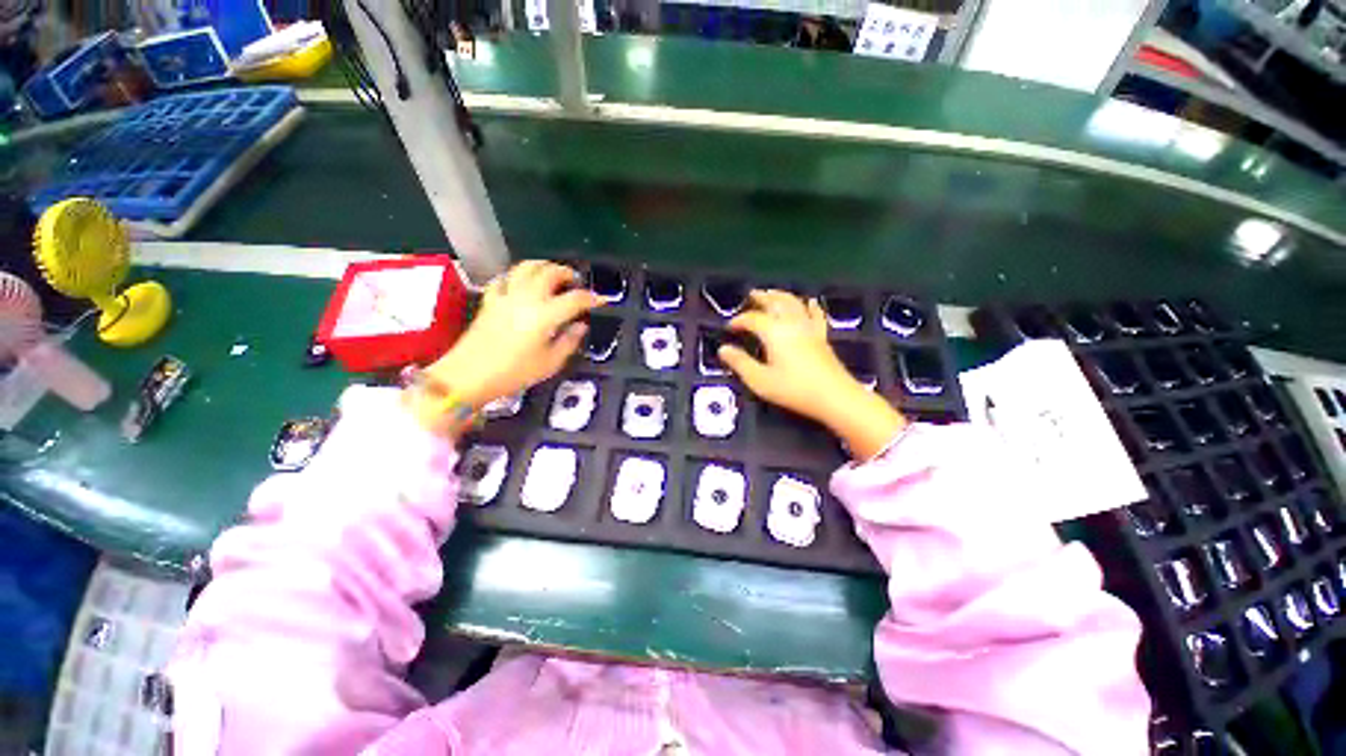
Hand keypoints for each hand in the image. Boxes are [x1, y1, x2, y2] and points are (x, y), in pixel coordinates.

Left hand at [426, 261, 601, 408]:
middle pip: (549, 273)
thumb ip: (569, 341)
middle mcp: (526, 298)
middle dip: (566, 273)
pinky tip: (522, 284)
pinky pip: (505, 278)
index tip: (601, 300)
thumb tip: (580, 326)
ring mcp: (506, 296)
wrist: (469, 376)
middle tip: (576, 282)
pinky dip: (518, 276)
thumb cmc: (514, 373)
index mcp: (545, 315)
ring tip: (552, 275)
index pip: (574, 299)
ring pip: (526, 267)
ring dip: (543, 266)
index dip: (591, 298)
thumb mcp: (550, 363)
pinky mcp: (490, 299)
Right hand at [719, 290, 904, 459]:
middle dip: (761, 297)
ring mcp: (809, 328)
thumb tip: (723, 349)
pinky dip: (809, 306)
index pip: (752, 319)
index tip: (729, 327)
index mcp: (773, 332)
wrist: (833, 396)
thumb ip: (740, 363)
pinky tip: (810, 302)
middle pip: (775, 303)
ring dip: (781, 296)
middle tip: (751, 294)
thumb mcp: (760, 380)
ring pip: (794, 303)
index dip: (739, 320)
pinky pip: (815, 314)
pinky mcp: (821, 336)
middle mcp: (791, 323)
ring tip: (772, 293)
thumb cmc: (793, 389)